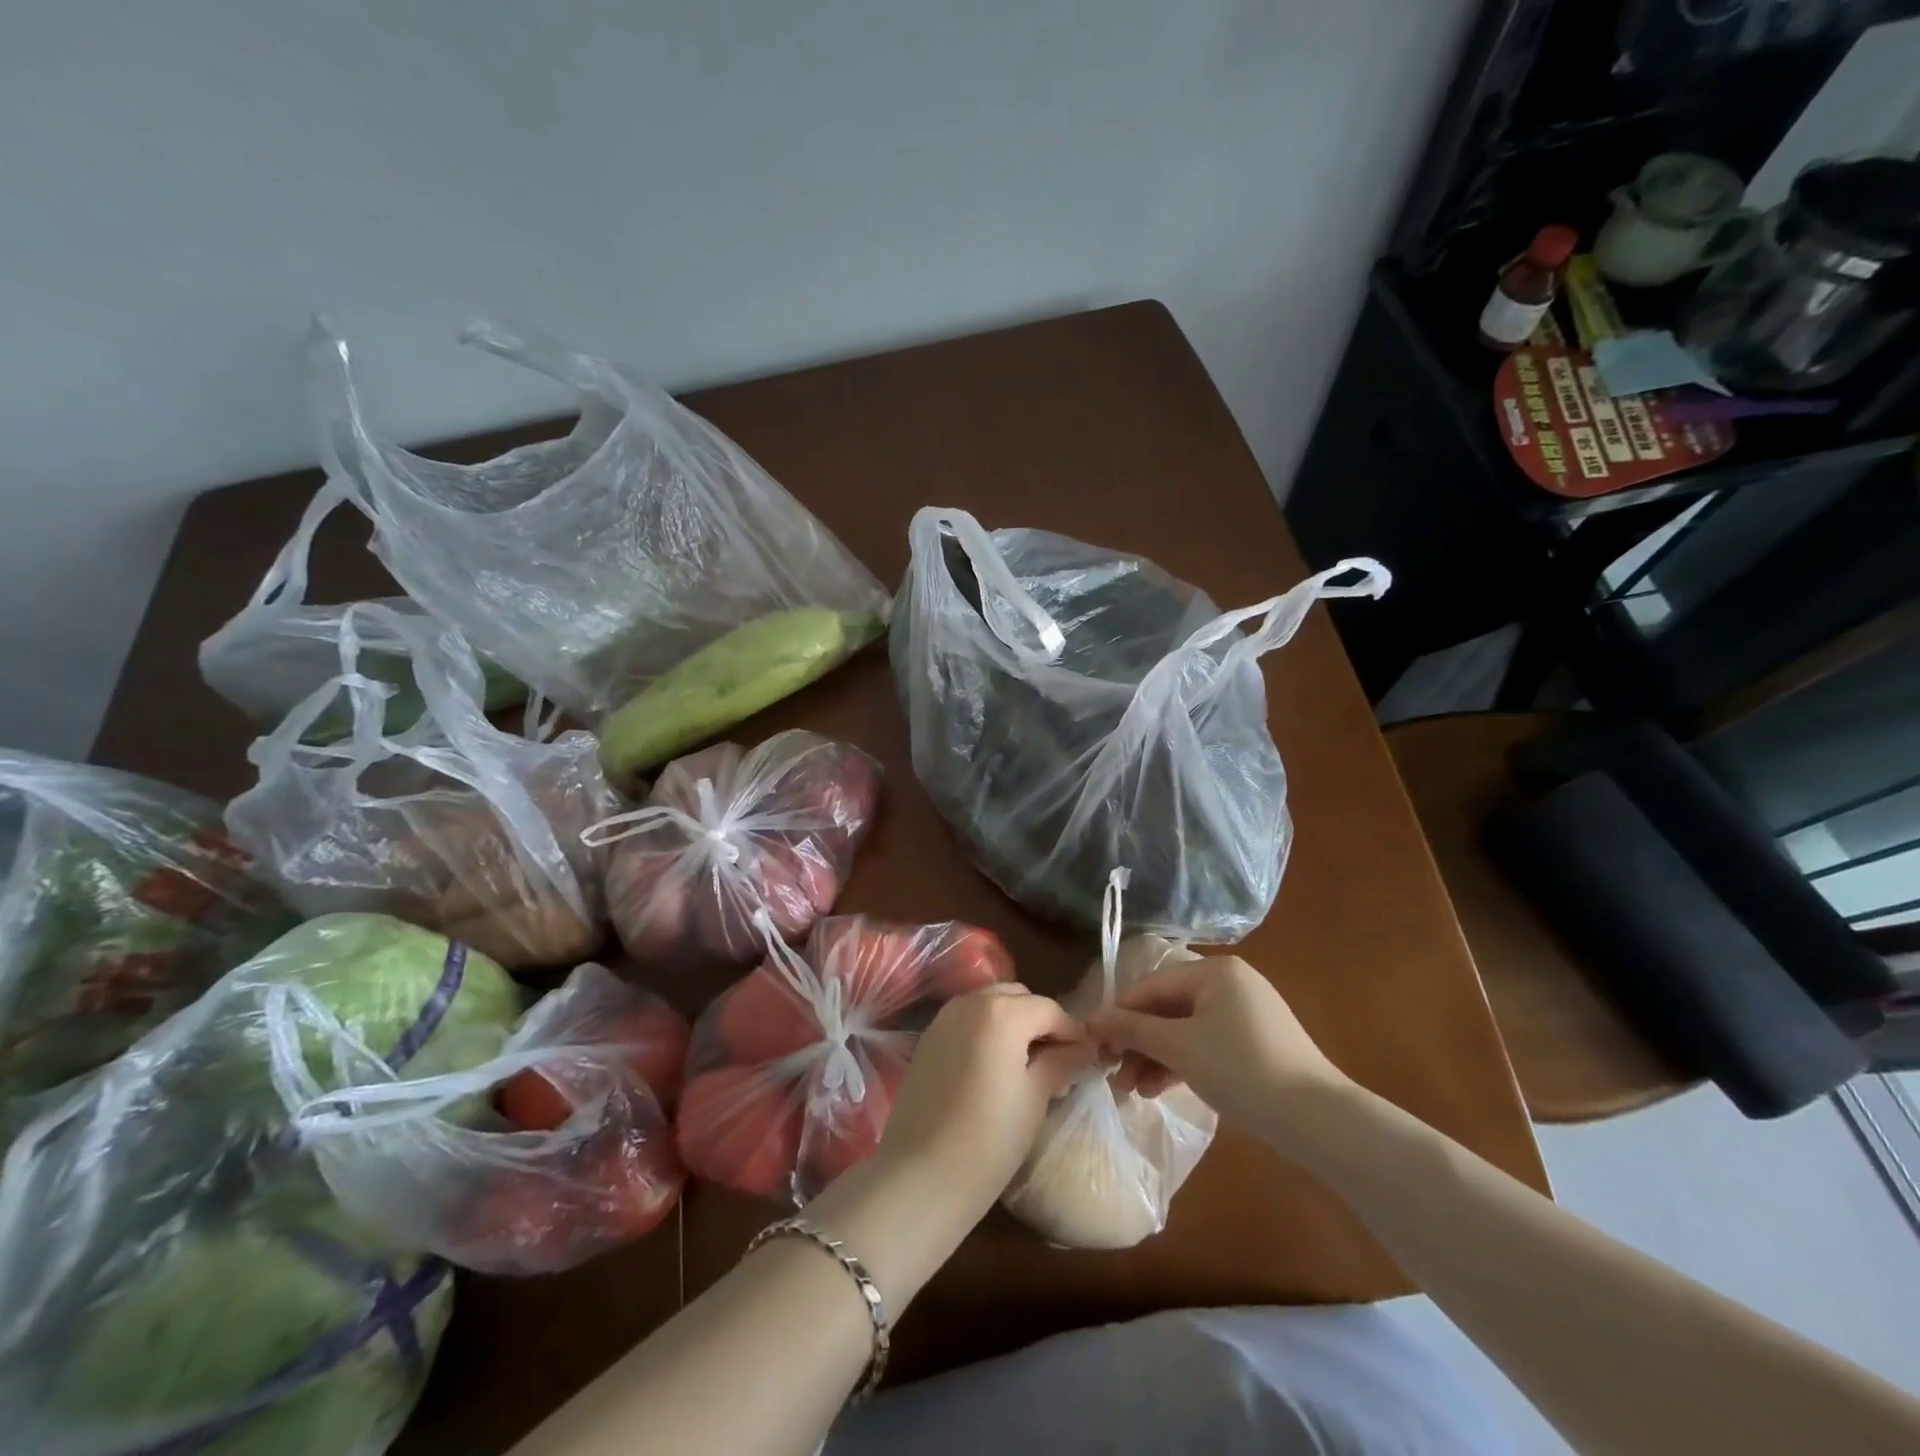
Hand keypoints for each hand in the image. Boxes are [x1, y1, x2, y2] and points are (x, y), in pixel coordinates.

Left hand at [873, 985, 1091, 1220]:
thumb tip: (1083, 1047)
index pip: (1050, 1009)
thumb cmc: (989, 1139)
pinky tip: (995, 1068)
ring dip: (1013, 1023)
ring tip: (1027, 1066)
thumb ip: (1060, 1062)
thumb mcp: (1035, 1098)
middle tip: (1057, 1061)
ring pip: (990, 1004)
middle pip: (1018, 998)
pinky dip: (987, 1031)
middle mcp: (971, 1002)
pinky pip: (968, 1020)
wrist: (921, 1175)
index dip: (1072, 1032)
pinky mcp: (928, 1038)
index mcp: (1003, 1012)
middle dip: (1040, 1022)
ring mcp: (944, 1017)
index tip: (1086, 1059)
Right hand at [1085, 956, 1349, 1156]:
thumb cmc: (1241, 1069)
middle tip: (1114, 1073)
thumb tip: (1091, 1021)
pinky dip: (1182, 1063)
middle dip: (1138, 1041)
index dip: (1119, 1013)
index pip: (1152, 985)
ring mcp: (1245, 1014)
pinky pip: (1206, 1045)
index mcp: (1214, 971)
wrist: (1318, 1120)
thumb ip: (1133, 1030)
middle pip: (1168, 1008)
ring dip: (1156, 1056)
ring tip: (1133, 1090)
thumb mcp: (1179, 1048)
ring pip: (1185, 1029)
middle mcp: (1230, 983)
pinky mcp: (1255, 1044)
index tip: (1094, 1043)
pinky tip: (1159, 1089)